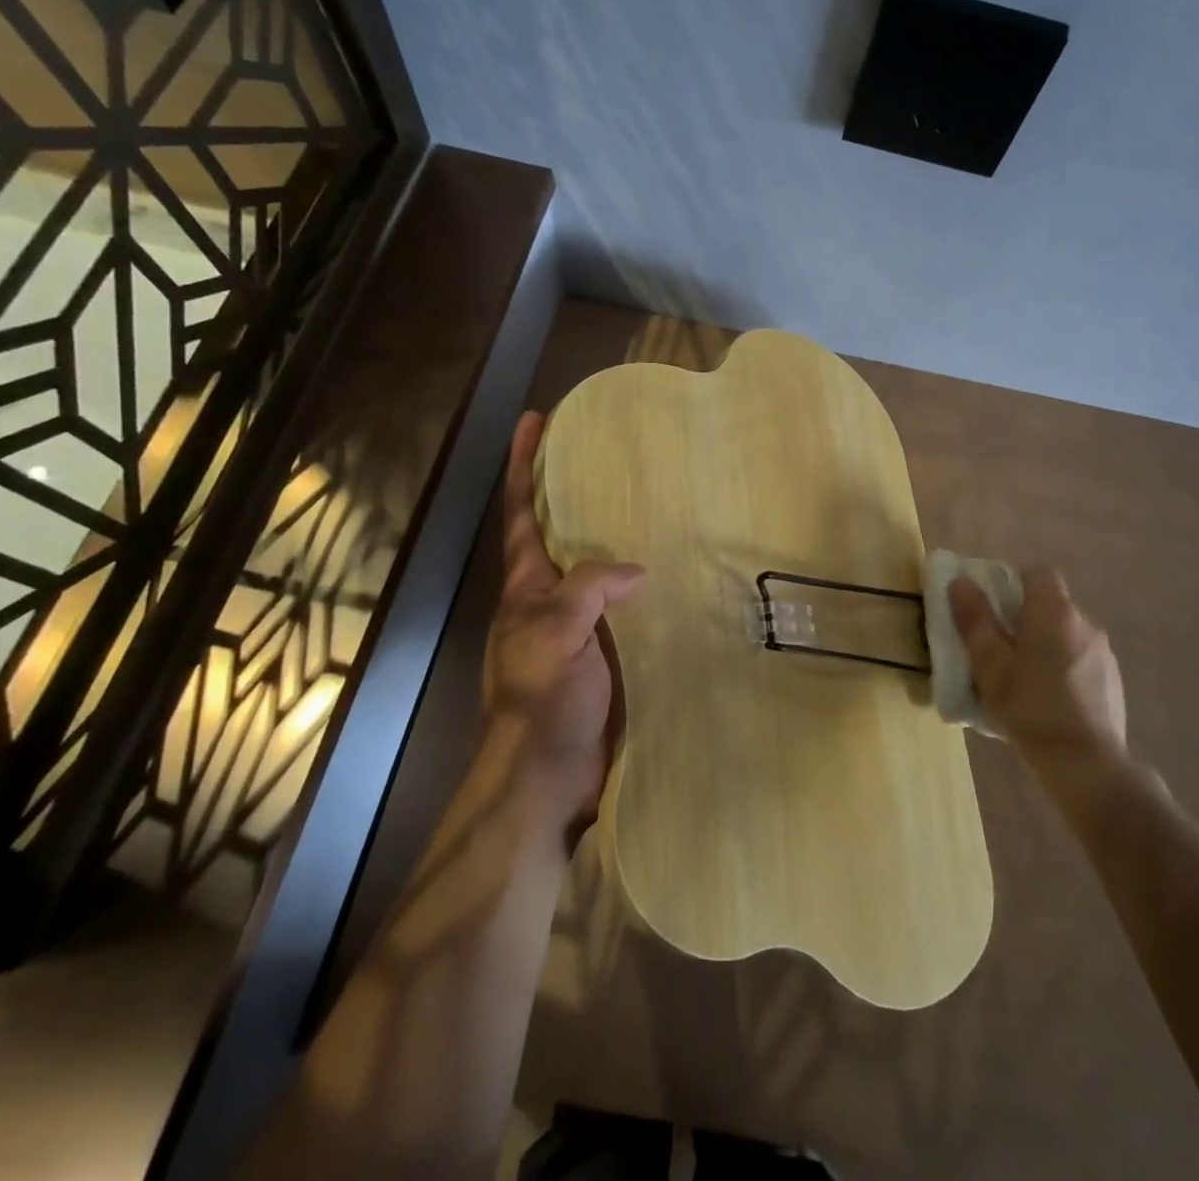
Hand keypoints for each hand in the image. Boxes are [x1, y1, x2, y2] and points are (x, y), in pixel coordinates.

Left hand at [482, 411, 643, 838]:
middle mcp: (549, 600)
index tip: (533, 420)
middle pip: (560, 534)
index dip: (524, 466)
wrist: (549, 778)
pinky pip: (627, 607)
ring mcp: (579, 628)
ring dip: (616, 538)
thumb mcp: (555, 632)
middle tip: (607, 455)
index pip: (522, 514)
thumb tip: (636, 571)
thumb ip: (589, 588)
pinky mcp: (607, 654)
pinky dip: (645, 586)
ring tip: (653, 504)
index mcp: (527, 588)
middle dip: (572, 492)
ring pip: (598, 570)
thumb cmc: (541, 700)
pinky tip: (675, 574)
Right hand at [948, 566, 1127, 775]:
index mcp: (1054, 612)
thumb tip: (961, 582)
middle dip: (1024, 618)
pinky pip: (1079, 658)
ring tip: (1022, 679)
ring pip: (1065, 633)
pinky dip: (1062, 667)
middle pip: (1051, 604)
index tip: (994, 609)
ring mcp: (1103, 652)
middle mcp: (1084, 623)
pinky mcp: (1112, 680)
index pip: (1038, 573)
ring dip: (1044, 644)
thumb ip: (975, 620)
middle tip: (999, 648)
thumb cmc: (1030, 707)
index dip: (1013, 583)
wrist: (1086, 763)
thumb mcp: (990, 664)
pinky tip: (1047, 700)